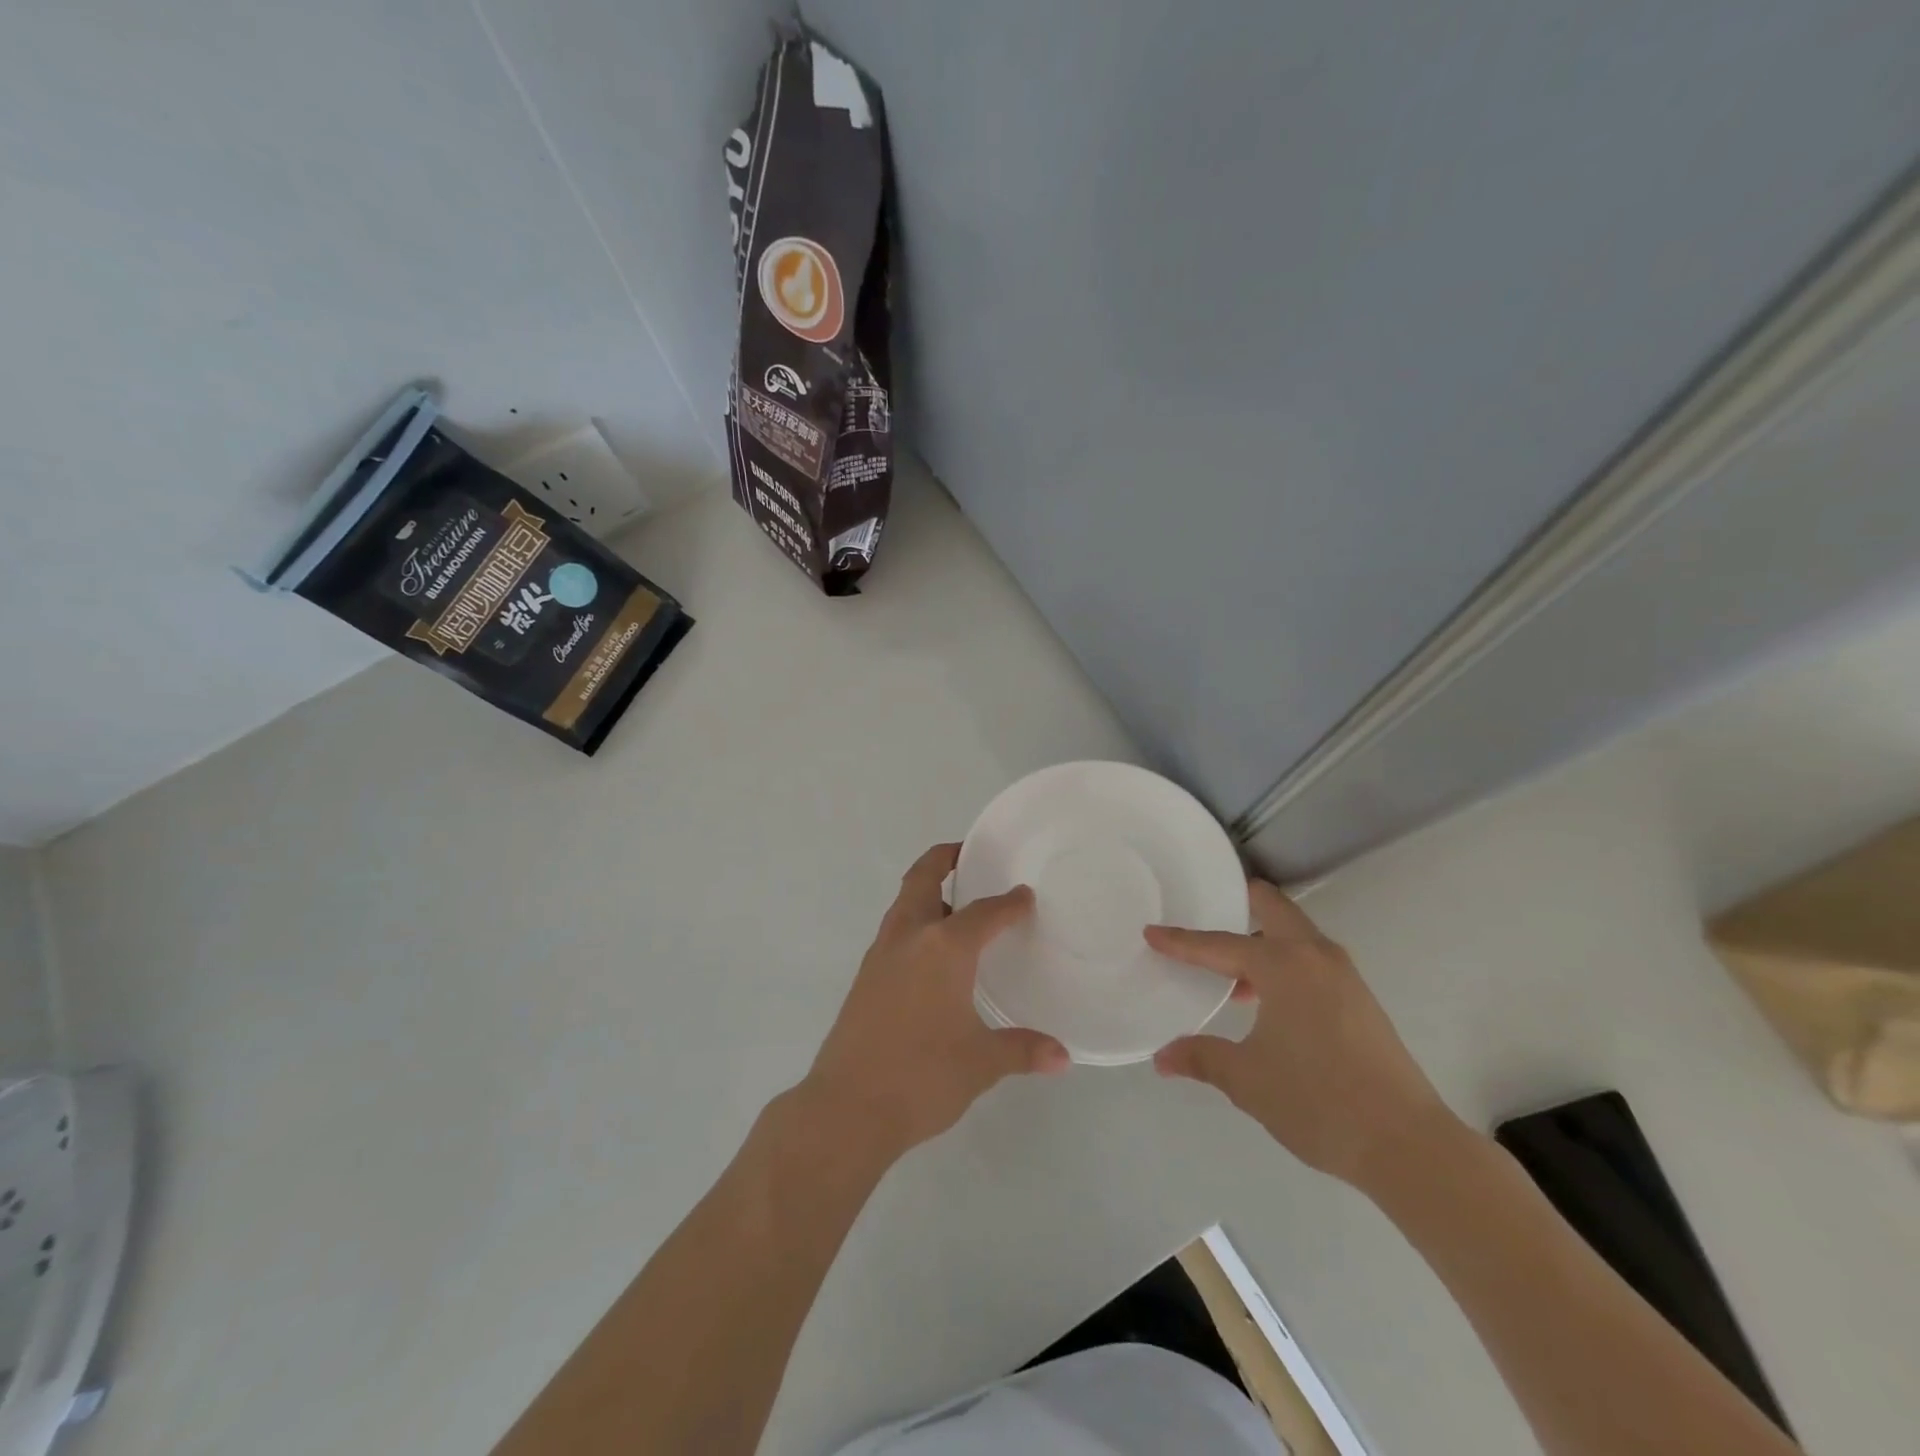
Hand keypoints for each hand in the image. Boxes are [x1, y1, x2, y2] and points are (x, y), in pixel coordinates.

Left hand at [802, 844, 1070, 1161]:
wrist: (846, 1108)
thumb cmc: (921, 1076)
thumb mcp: (980, 1063)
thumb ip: (1022, 1050)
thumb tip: (1062, 1056)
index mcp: (943, 947)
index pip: (984, 913)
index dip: (1008, 902)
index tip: (1025, 895)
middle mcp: (909, 938)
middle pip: (923, 879)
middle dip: (944, 859)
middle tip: (969, 857)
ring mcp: (880, 955)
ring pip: (904, 904)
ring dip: (927, 892)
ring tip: (956, 904)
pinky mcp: (865, 977)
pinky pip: (895, 931)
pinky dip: (914, 922)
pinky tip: (932, 954)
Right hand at [1147, 880, 1461, 1192]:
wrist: (1408, 1145)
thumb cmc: (1318, 1101)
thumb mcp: (1247, 1080)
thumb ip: (1202, 1058)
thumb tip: (1163, 1058)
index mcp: (1283, 965)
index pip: (1219, 944)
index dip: (1181, 942)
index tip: (1151, 932)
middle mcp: (1316, 956)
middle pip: (1273, 908)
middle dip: (1237, 904)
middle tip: (1203, 913)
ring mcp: (1345, 976)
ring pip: (1296, 935)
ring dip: (1262, 940)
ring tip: (1229, 974)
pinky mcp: (1361, 1000)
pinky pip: (1311, 961)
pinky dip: (1283, 964)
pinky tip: (1266, 1003)